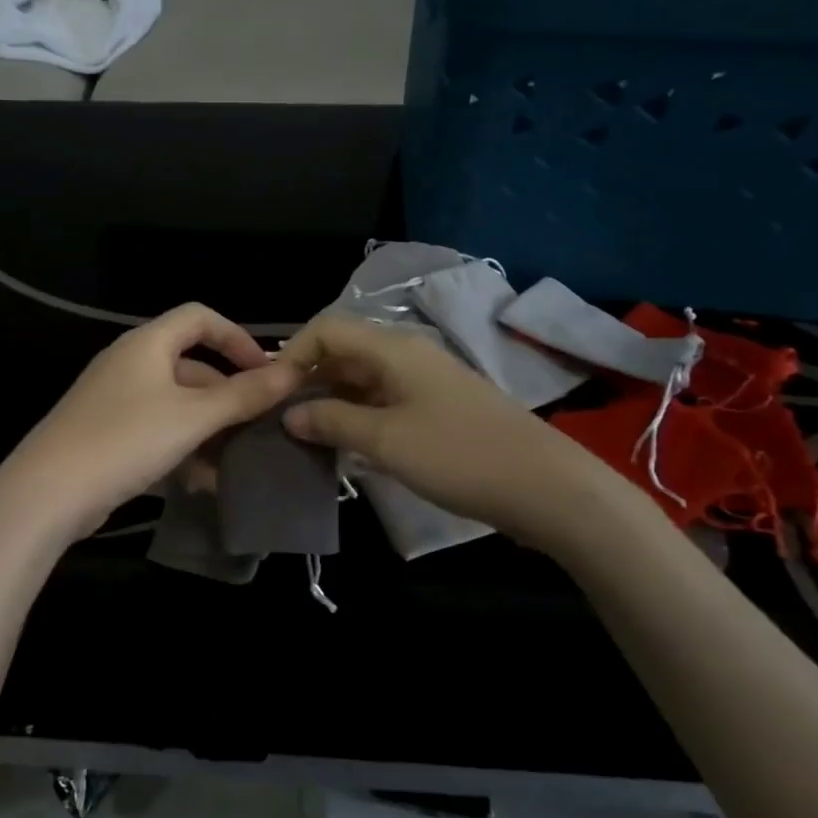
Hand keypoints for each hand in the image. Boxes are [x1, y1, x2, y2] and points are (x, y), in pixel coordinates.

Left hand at [0, 303, 302, 544]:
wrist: (48, 492)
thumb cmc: (125, 439)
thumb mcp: (192, 417)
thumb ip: (242, 395)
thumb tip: (291, 372)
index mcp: (146, 344)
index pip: (199, 317)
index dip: (237, 337)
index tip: (266, 372)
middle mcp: (130, 364)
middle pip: (191, 367)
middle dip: (228, 396)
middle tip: (260, 426)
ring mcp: (115, 401)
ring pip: (176, 406)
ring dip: (208, 431)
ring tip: (237, 463)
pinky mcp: (108, 436)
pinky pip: (156, 433)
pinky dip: (182, 450)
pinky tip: (203, 483)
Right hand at [278, 314, 638, 552]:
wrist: (546, 488)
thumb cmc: (458, 455)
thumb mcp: (385, 439)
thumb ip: (331, 421)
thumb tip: (289, 414)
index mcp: (393, 348)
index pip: (326, 329)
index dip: (292, 354)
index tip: (270, 394)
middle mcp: (406, 355)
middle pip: (343, 352)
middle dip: (307, 379)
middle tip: (281, 418)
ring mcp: (425, 382)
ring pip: (361, 379)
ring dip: (330, 401)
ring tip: (305, 435)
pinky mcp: (437, 409)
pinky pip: (383, 401)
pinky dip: (357, 416)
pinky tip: (345, 445)